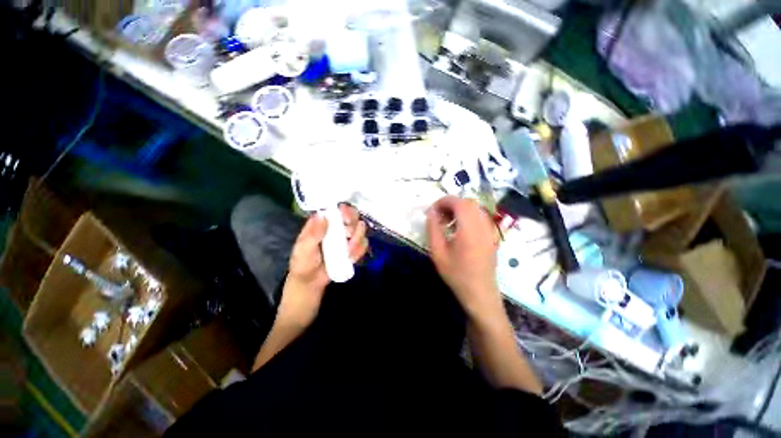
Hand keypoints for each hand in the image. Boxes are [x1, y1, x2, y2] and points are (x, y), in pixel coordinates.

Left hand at [278, 204, 367, 326]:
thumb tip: (323, 215)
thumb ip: (312, 234)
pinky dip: (360, 249)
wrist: (310, 291)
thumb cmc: (302, 269)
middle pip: (350, 216)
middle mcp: (334, 230)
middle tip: (348, 233)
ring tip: (348, 250)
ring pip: (359, 230)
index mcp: (320, 226)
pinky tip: (352, 257)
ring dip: (358, 237)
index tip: (345, 216)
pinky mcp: (351, 252)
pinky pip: (362, 245)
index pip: (333, 210)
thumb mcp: (303, 252)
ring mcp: (344, 241)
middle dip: (353, 222)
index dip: (342, 209)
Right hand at [426, 196, 501, 318]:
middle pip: (468, 203)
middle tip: (439, 216)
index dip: (444, 201)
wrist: (480, 293)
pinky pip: (480, 217)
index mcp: (470, 229)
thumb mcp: (438, 252)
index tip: (432, 210)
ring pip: (475, 208)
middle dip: (451, 204)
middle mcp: (483, 226)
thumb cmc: (456, 274)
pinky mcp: (492, 236)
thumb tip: (431, 212)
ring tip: (447, 222)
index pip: (459, 203)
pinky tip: (459, 229)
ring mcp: (490, 230)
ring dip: (460, 210)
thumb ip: (433, 229)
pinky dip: (468, 216)